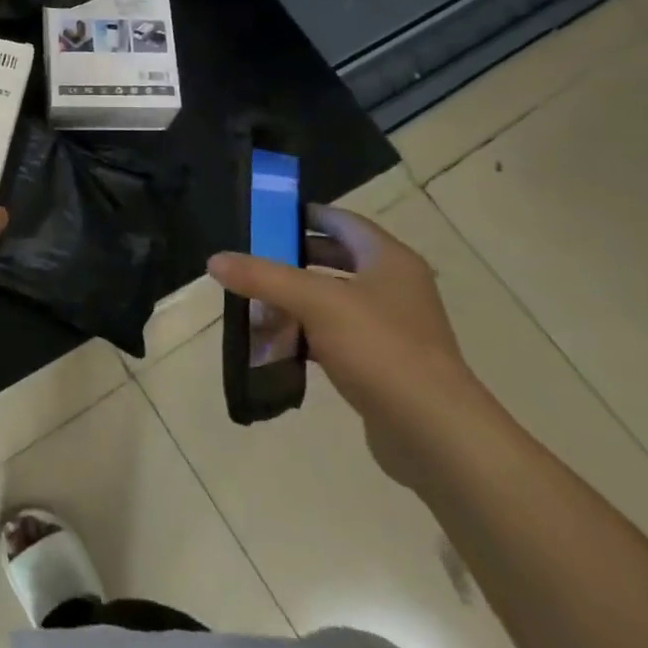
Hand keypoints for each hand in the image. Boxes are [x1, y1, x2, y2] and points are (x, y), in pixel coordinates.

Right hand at [208, 205, 485, 487]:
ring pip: (334, 300)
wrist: (433, 432)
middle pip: (337, 259)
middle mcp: (395, 287)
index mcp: (388, 260)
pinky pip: (337, 336)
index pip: (342, 221)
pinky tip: (278, 343)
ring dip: (297, 299)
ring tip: (255, 300)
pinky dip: (308, 334)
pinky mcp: (384, 364)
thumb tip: (215, 260)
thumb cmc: (379, 348)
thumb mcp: (315, 302)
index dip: (305, 215)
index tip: (265, 218)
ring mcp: (392, 328)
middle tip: (252, 259)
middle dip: (293, 258)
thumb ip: (264, 277)